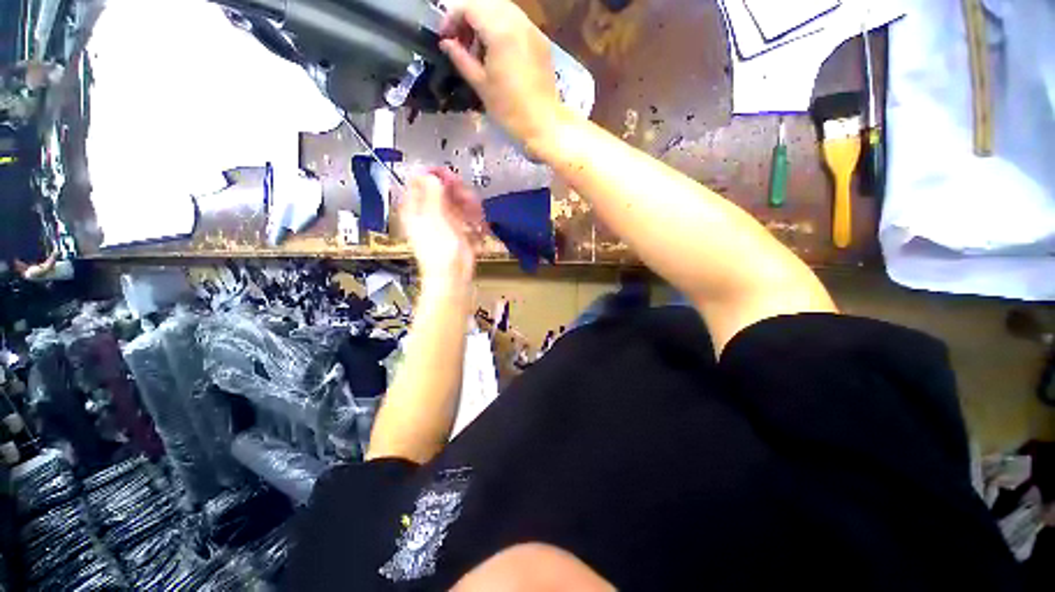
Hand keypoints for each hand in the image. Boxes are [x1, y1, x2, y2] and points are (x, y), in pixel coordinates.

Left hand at [399, 168, 484, 290]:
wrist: (452, 273)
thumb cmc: (438, 251)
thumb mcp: (433, 218)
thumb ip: (432, 194)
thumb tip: (430, 174)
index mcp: (415, 208)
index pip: (420, 181)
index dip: (433, 175)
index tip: (447, 175)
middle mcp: (429, 211)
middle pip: (441, 189)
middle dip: (456, 189)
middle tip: (464, 193)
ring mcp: (445, 219)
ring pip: (457, 200)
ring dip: (468, 203)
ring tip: (475, 210)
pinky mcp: (459, 228)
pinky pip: (467, 213)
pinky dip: (474, 214)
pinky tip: (477, 221)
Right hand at [439, 0, 564, 152]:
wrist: (543, 125)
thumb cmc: (509, 110)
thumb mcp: (480, 85)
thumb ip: (461, 58)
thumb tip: (446, 43)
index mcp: (500, 30)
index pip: (469, 7)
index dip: (452, 18)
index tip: (446, 38)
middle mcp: (518, 21)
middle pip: (487, 4)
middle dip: (469, 18)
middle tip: (461, 43)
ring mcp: (533, 30)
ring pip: (504, 10)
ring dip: (486, 22)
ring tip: (480, 51)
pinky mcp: (542, 42)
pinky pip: (518, 24)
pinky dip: (503, 29)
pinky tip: (500, 54)